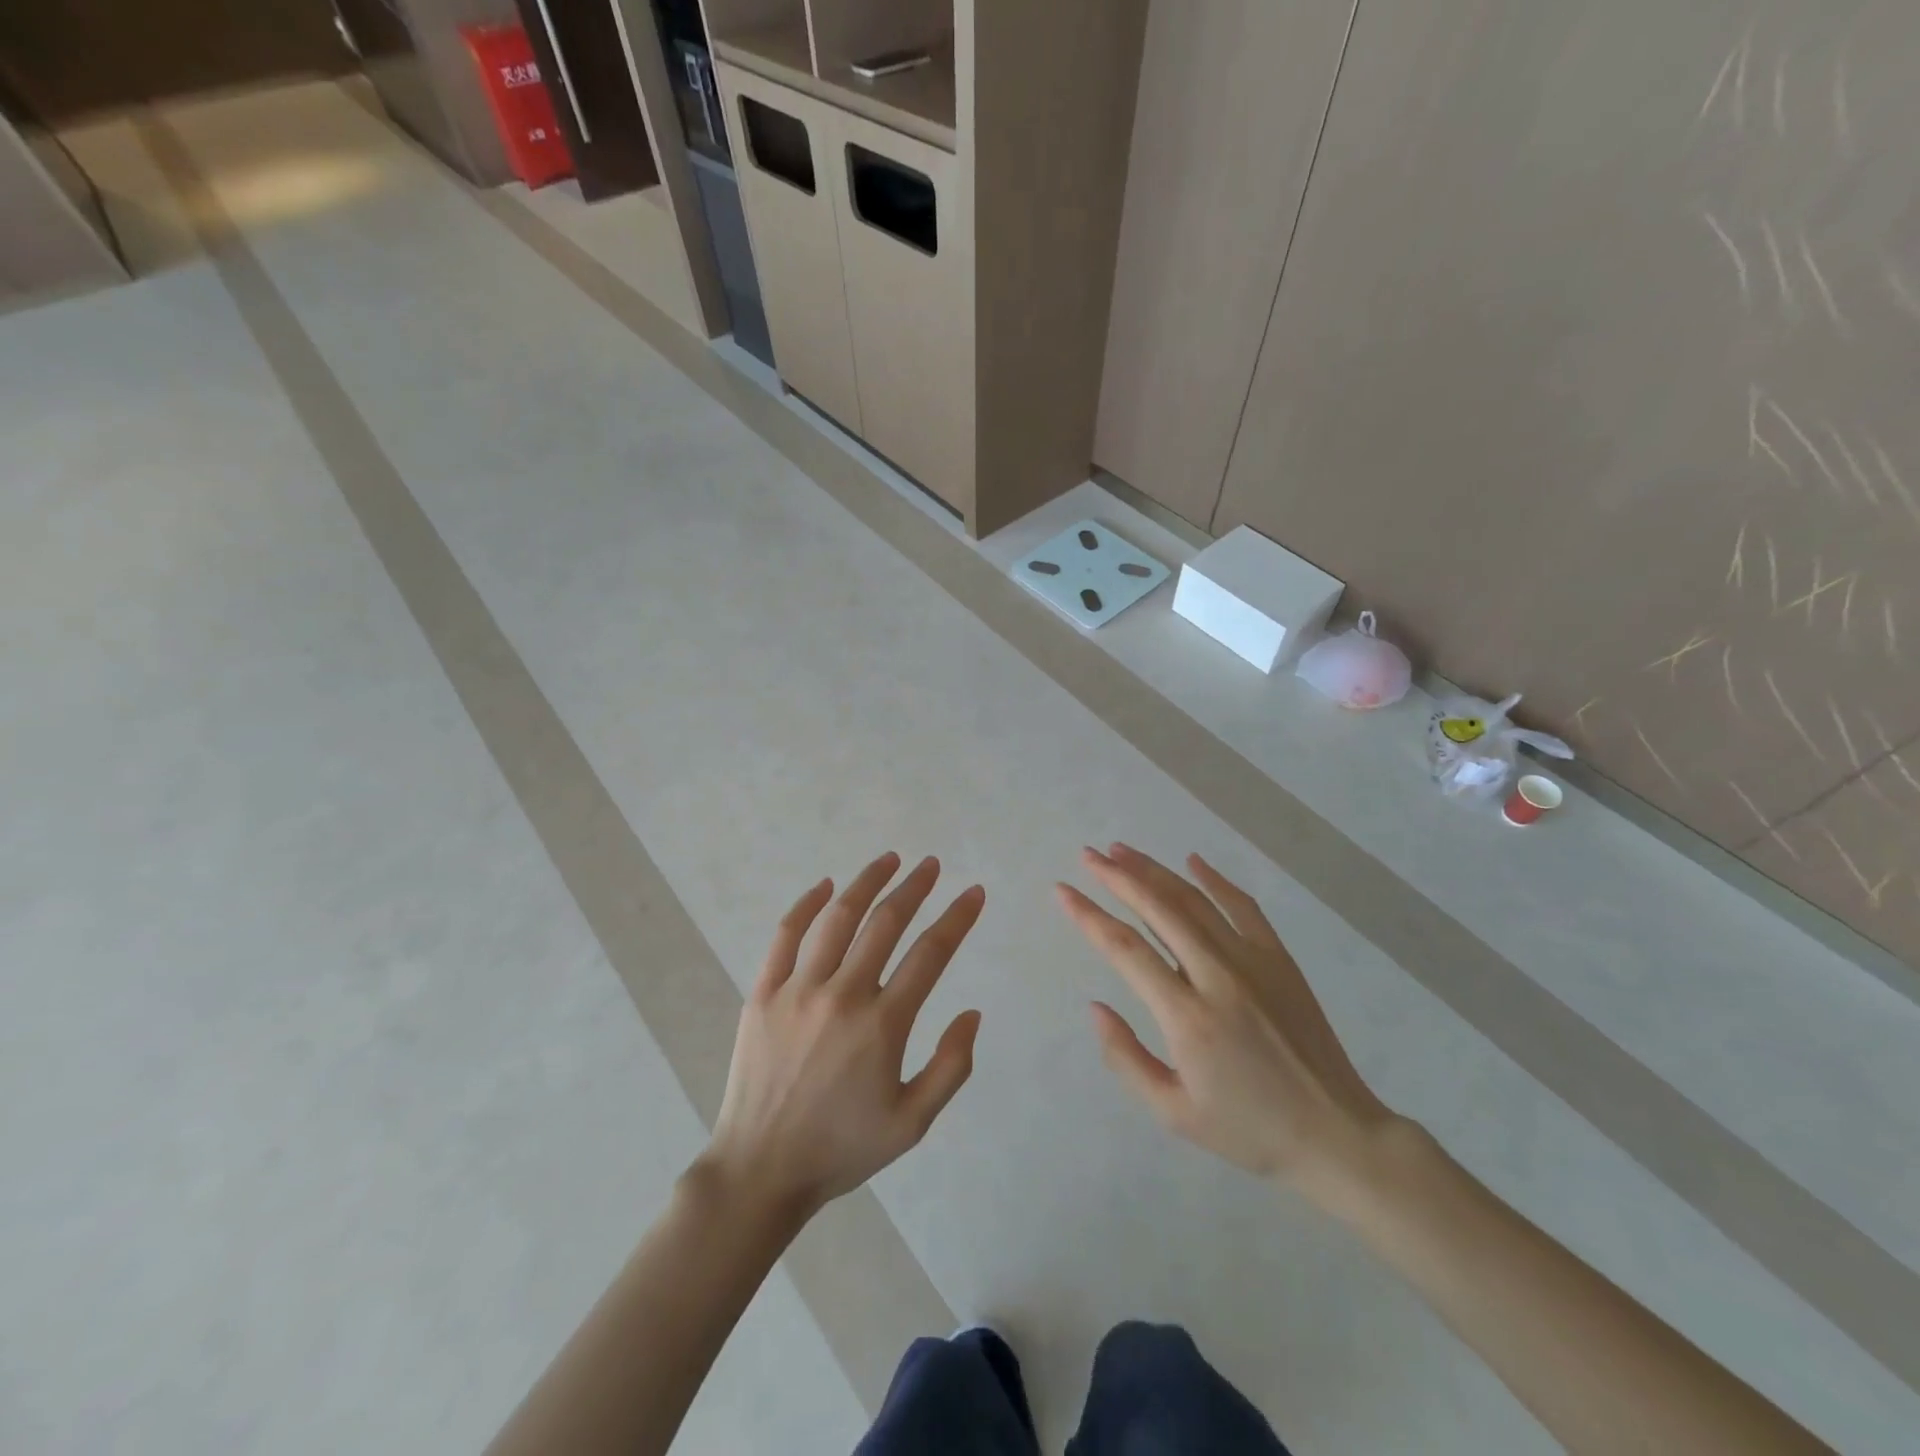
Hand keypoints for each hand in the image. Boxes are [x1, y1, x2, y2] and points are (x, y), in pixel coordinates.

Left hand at [704, 853, 984, 1218]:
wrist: (760, 1170)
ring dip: (867, 882)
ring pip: (838, 917)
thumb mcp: (912, 1123)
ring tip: (889, 860)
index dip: (957, 918)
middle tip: (931, 865)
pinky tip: (825, 886)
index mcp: (882, 1025)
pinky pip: (786, 935)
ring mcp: (798, 989)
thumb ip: (951, 1067)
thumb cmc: (842, 1147)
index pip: (930, 954)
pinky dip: (806, 905)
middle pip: (885, 923)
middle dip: (914, 887)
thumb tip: (972, 1012)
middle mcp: (842, 995)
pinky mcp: (763, 992)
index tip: (974, 893)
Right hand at [1056, 845, 1394, 1195]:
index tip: (1062, 892)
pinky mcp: (1279, 959)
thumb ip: (1126, 1058)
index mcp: (1188, 1017)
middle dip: (1117, 877)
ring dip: (1155, 871)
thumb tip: (1096, 1007)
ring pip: (1194, 900)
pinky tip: (1192, 861)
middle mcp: (1218, 976)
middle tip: (1087, 856)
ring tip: (1121, 850)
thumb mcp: (1173, 1113)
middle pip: (1158, 909)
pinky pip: (1243, 907)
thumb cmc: (1248, 1129)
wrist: (1336, 1134)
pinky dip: (1215, 880)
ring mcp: (1254, 962)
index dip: (1088, 915)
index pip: (1125, 949)